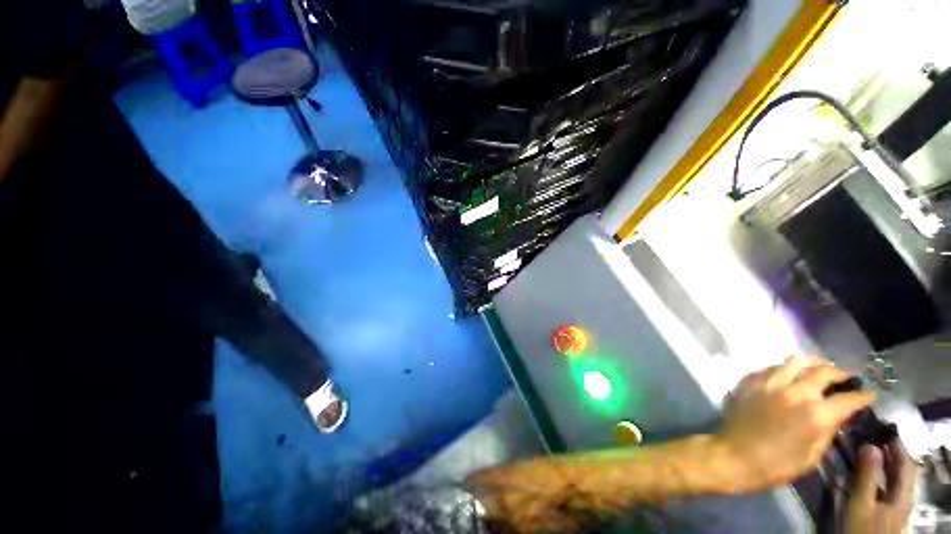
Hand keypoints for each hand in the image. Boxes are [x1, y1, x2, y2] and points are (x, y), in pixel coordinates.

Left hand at [714, 355, 875, 492]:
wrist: (735, 455)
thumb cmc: (777, 464)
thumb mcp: (813, 455)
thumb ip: (828, 431)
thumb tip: (838, 415)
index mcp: (815, 413)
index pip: (848, 399)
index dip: (863, 396)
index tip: (870, 394)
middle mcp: (795, 392)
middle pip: (823, 371)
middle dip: (840, 373)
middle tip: (847, 377)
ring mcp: (769, 383)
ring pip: (795, 361)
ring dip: (812, 363)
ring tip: (819, 369)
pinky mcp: (750, 381)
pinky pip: (772, 367)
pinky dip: (785, 369)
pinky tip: (789, 376)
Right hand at [846, 442, 916, 533]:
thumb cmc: (861, 529)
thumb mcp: (861, 505)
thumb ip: (867, 477)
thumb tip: (870, 445)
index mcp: (902, 495)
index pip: (906, 463)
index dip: (898, 444)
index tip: (884, 426)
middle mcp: (902, 497)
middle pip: (902, 471)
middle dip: (891, 451)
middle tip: (874, 434)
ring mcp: (893, 506)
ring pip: (894, 478)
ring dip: (884, 461)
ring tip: (868, 448)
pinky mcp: (883, 511)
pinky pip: (885, 486)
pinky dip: (878, 474)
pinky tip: (865, 472)